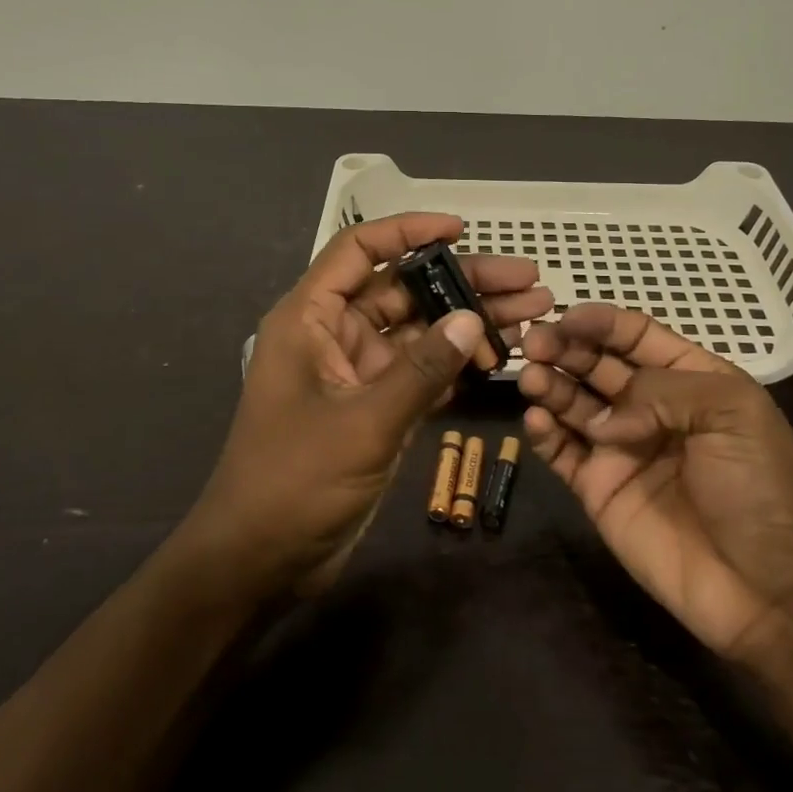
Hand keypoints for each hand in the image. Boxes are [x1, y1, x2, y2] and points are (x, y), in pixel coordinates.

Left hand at [187, 213, 552, 597]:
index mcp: (310, 319)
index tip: (462, 230)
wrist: (260, 561)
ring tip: (532, 317)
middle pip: (404, 291)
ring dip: (470, 325)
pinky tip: (501, 358)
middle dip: (464, 284)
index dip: (408, 231)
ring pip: (420, 334)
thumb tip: (473, 319)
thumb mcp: (364, 421)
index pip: (359, 251)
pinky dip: (457, 366)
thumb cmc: (295, 481)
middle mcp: (334, 336)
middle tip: (529, 283)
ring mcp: (357, 374)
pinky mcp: (375, 409)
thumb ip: (422, 369)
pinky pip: (422, 374)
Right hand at [517, 304, 792, 659]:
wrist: (772, 593)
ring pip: (574, 404)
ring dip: (550, 384)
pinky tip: (538, 421)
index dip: (602, 322)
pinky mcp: (599, 491)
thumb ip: (661, 391)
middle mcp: (651, 409)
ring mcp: (622, 450)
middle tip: (533, 342)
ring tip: (531, 376)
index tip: (565, 315)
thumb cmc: (763, 490)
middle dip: (565, 348)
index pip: (637, 336)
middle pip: (598, 365)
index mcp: (690, 380)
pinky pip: (563, 453)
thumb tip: (606, 416)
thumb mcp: (732, 414)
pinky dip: (545, 433)